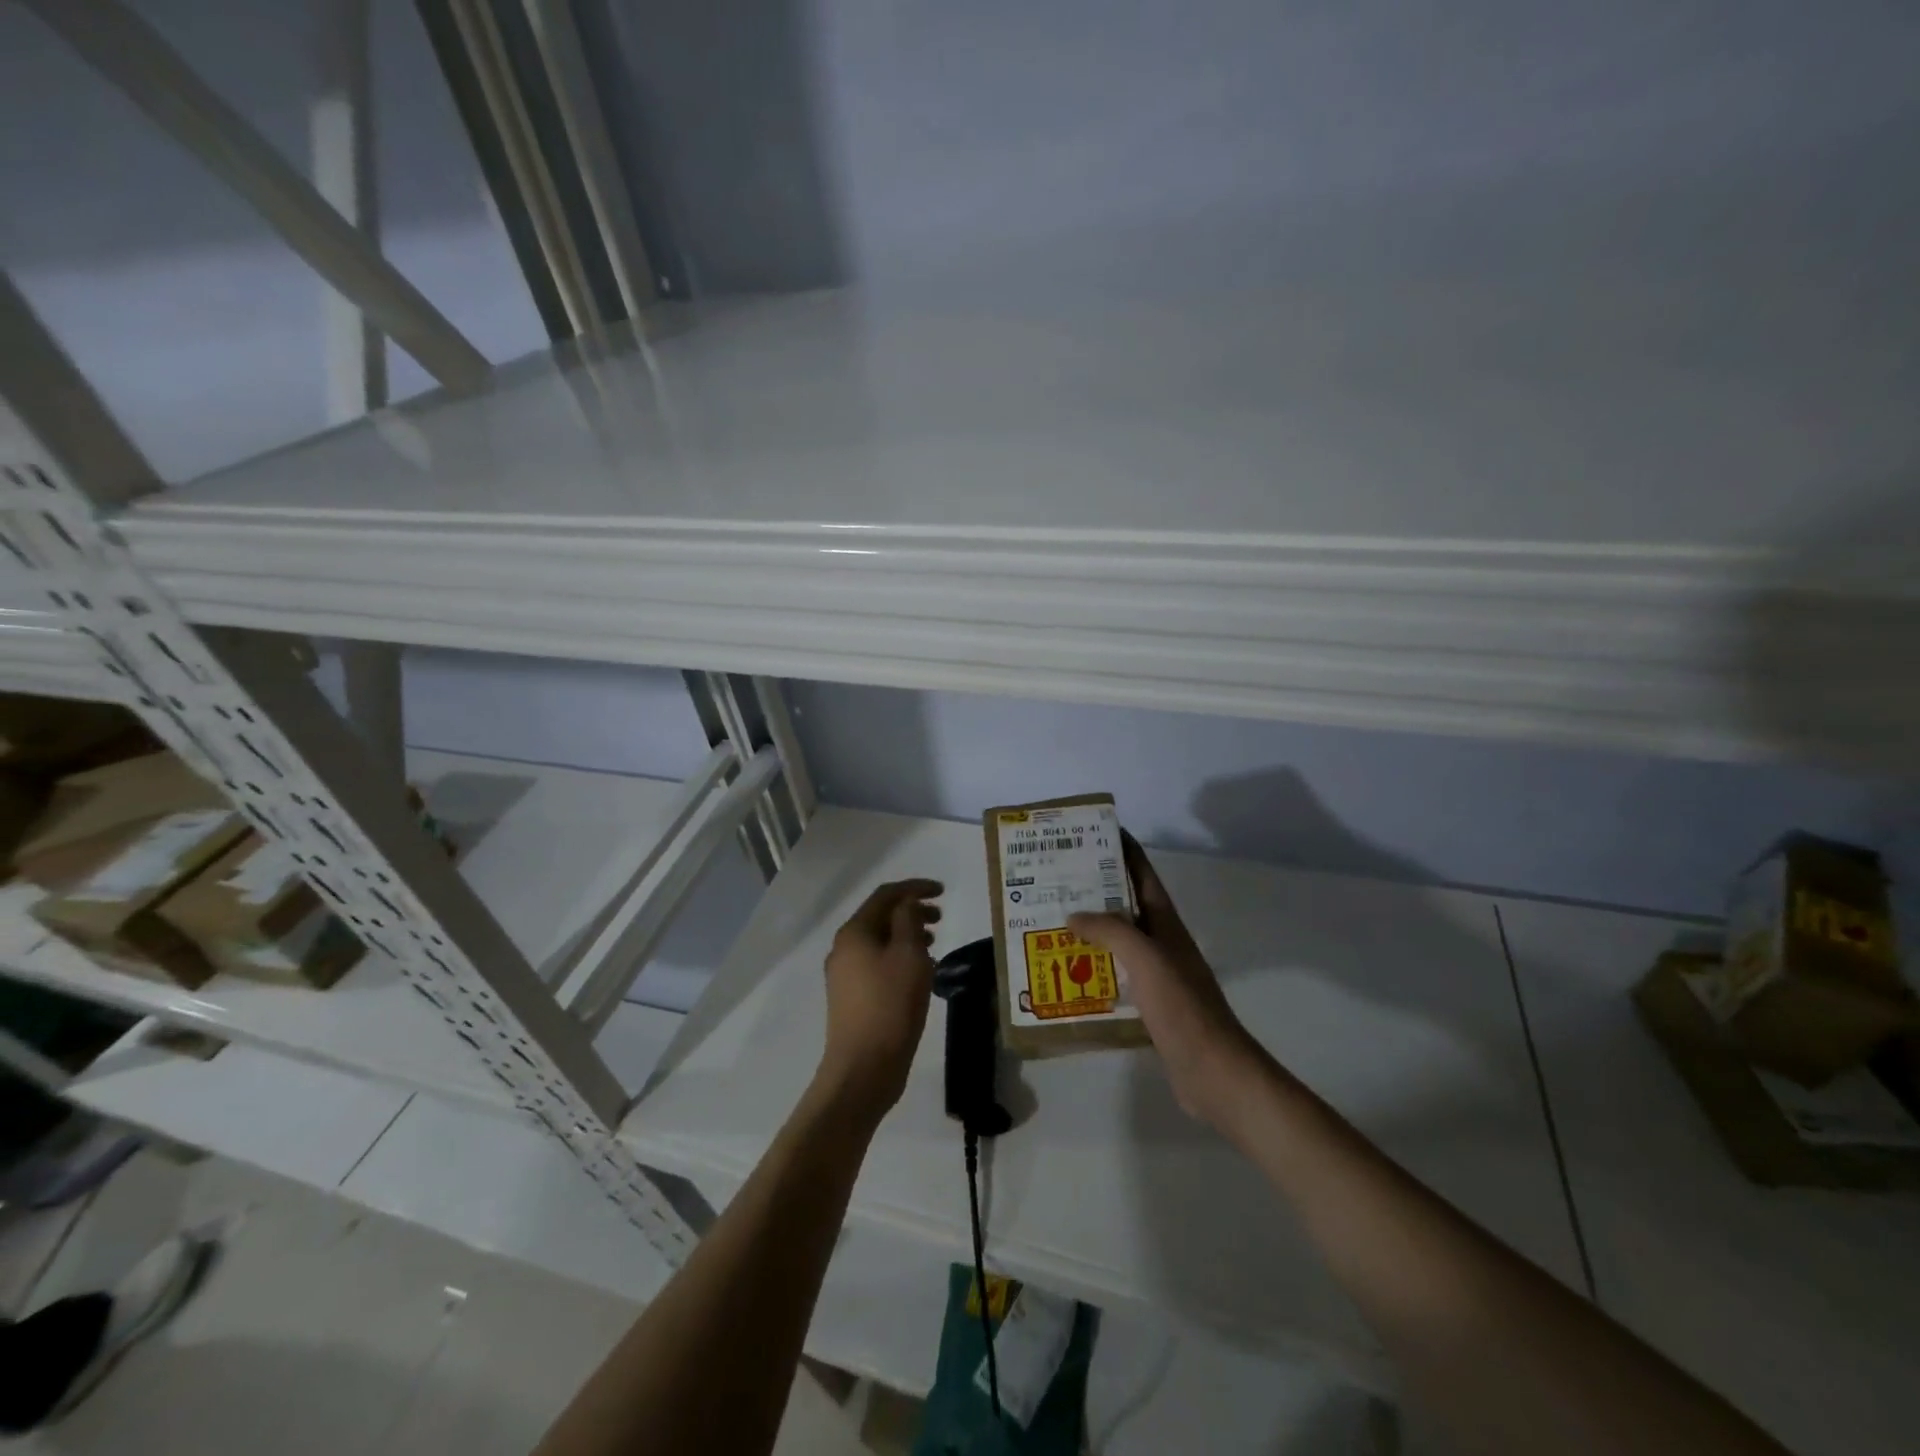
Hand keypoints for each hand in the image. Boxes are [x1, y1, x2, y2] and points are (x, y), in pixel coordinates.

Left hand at [818, 878, 943, 1119]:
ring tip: (934, 943)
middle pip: (880, 917)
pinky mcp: (851, 998)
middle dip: (911, 911)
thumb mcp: (908, 955)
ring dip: (907, 935)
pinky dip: (899, 957)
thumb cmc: (890, 1005)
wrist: (863, 1069)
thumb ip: (909, 921)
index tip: (943, 891)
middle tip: (941, 918)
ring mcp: (844, 975)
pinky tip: (919, 972)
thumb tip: (906, 904)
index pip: (886, 895)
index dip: (915, 888)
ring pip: (879, 942)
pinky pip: (877, 964)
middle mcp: (844, 948)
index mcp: (854, 932)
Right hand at [1070, 834, 1265, 1126]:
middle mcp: (1162, 943)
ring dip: (1092, 930)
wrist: (1214, 1072)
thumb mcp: (1146, 958)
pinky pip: (1117, 975)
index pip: (1143, 874)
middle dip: (1097, 889)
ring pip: (1120, 941)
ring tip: (1053, 923)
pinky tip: (1069, 975)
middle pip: (1127, 905)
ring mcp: (1158, 975)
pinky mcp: (1151, 1005)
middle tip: (1057, 878)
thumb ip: (1110, 930)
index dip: (1124, 849)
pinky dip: (1095, 968)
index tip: (1096, 830)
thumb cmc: (1182, 1007)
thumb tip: (1074, 913)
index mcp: (1166, 924)